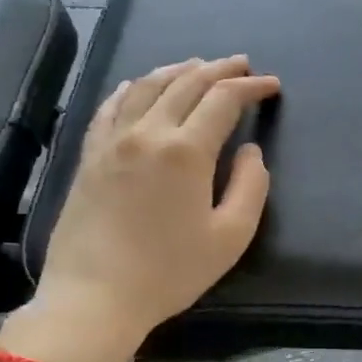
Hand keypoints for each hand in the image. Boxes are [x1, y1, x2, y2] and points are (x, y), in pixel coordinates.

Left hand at [16, 56, 279, 361]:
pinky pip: (112, 105)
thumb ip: (250, 187)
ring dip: (178, 70)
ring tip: (198, 67)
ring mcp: (112, 140)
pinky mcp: (90, 155)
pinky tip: (141, 85)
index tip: (272, 86)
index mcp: (186, 151)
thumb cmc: (170, 272)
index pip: (223, 100)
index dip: (251, 87)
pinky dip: (134, 87)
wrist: (95, 296)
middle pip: (186, 83)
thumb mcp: (230, 237)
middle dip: (219, 69)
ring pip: (147, 85)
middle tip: (242, 64)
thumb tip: (250, 151)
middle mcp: (147, 132)